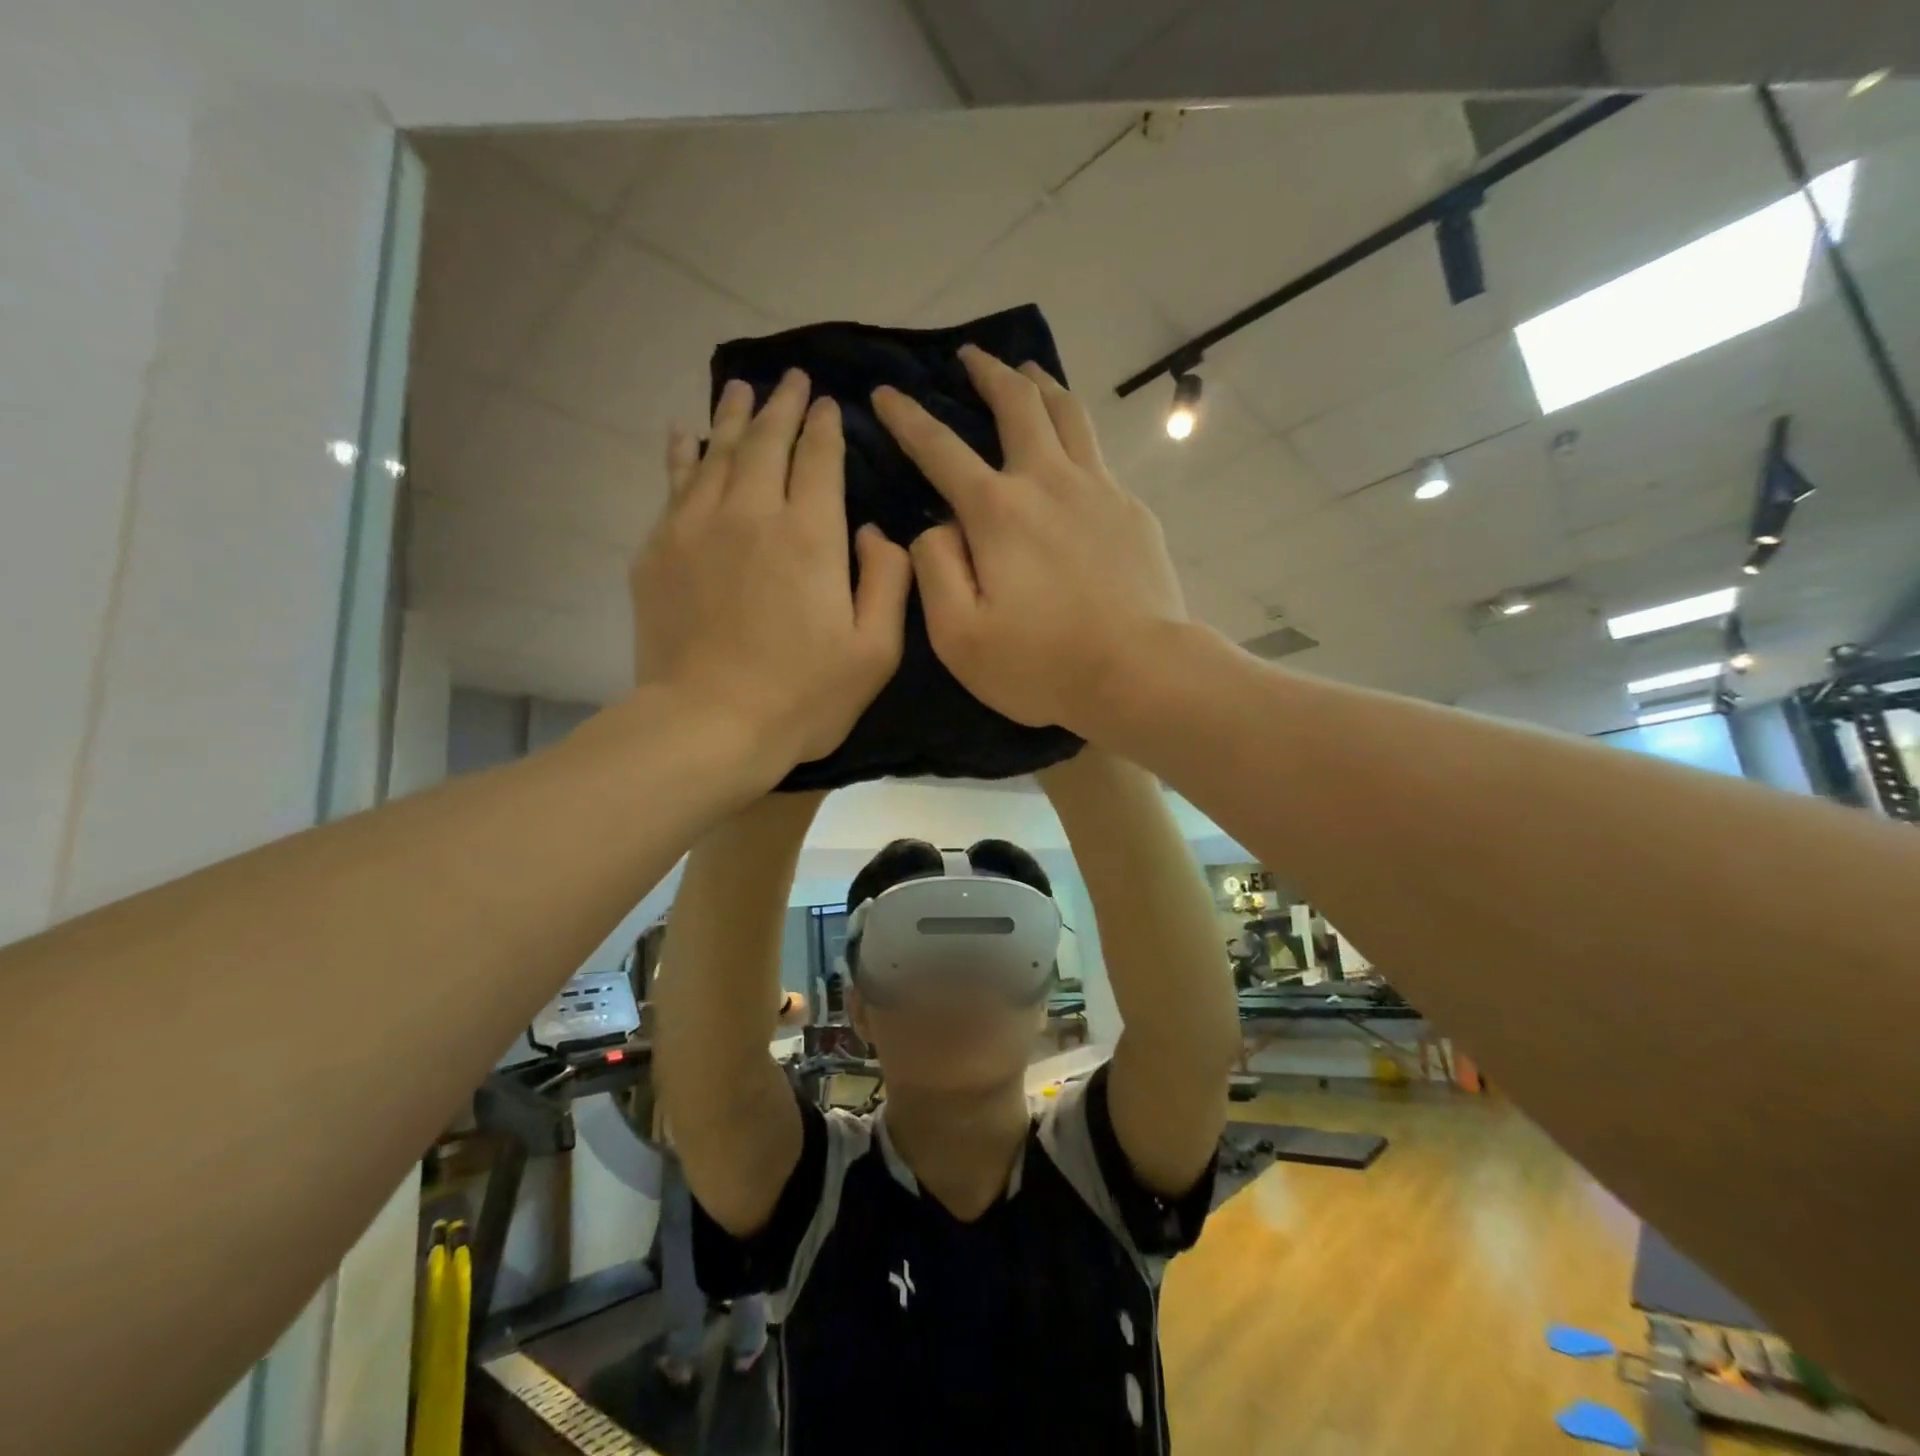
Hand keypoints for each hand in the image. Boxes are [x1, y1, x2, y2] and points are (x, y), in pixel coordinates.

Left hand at [631, 370, 910, 771]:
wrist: (707, 727)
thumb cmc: (802, 697)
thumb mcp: (876, 651)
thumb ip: (889, 581)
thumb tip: (872, 531)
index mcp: (810, 535)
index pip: (819, 458)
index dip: (825, 425)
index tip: (827, 403)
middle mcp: (751, 514)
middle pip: (765, 441)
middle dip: (781, 405)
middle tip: (790, 379)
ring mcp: (696, 528)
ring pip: (716, 452)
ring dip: (732, 416)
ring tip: (741, 389)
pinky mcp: (658, 551)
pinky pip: (673, 484)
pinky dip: (682, 453)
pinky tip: (684, 435)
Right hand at [871, 346, 1186, 732]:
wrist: (1139, 673)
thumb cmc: (1041, 664)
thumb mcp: (959, 635)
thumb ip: (934, 570)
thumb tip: (936, 526)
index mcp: (997, 511)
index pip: (940, 449)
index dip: (908, 418)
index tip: (886, 393)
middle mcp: (1048, 482)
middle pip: (1018, 406)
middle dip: (988, 373)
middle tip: (971, 356)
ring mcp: (1099, 491)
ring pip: (1068, 415)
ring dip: (1041, 385)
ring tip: (1027, 371)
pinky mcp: (1132, 511)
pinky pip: (1098, 456)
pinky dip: (1076, 435)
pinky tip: (1072, 451)